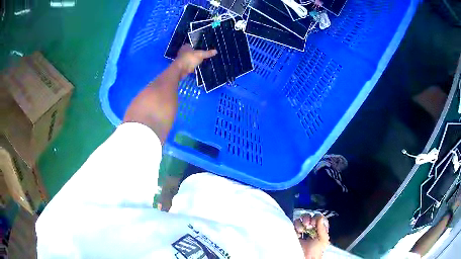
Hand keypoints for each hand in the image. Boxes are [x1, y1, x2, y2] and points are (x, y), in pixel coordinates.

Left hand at [175, 44, 216, 77]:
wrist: (180, 70)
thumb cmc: (189, 59)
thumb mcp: (200, 55)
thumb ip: (207, 53)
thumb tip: (216, 51)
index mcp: (185, 47)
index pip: (191, 45)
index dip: (196, 46)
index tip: (201, 48)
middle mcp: (182, 52)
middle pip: (190, 52)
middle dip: (194, 54)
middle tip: (202, 55)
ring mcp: (181, 60)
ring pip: (189, 59)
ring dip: (193, 60)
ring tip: (201, 61)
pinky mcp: (181, 66)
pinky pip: (188, 65)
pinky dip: (191, 66)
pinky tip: (196, 68)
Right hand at [294, 214, 329, 258]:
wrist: (305, 257)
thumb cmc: (316, 250)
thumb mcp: (323, 240)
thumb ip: (323, 228)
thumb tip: (320, 217)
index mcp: (319, 229)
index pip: (318, 218)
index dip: (316, 218)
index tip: (315, 222)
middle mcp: (310, 228)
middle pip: (309, 217)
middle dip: (308, 218)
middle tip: (308, 224)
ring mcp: (301, 230)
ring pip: (300, 219)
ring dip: (301, 222)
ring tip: (302, 229)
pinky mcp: (293, 232)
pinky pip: (293, 225)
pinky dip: (295, 226)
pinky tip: (297, 232)